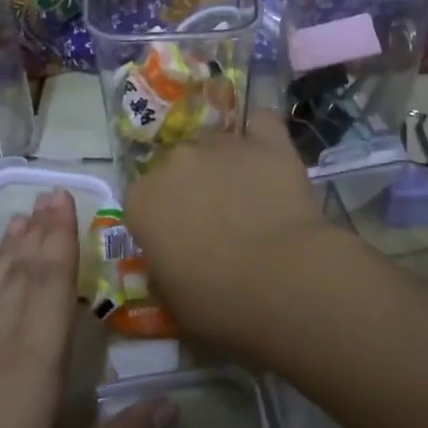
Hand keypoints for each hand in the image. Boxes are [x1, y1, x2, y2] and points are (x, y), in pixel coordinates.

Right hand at [124, 111, 349, 352]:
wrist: (285, 281)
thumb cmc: (220, 303)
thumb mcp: (173, 301)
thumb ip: (163, 270)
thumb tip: (172, 261)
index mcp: (143, 200)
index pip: (144, 201)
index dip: (164, 221)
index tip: (181, 244)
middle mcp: (175, 162)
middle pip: (179, 167)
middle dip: (194, 189)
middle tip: (219, 223)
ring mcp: (222, 145)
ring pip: (217, 145)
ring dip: (226, 166)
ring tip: (252, 198)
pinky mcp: (268, 142)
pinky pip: (262, 124)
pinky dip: (263, 137)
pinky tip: (270, 157)